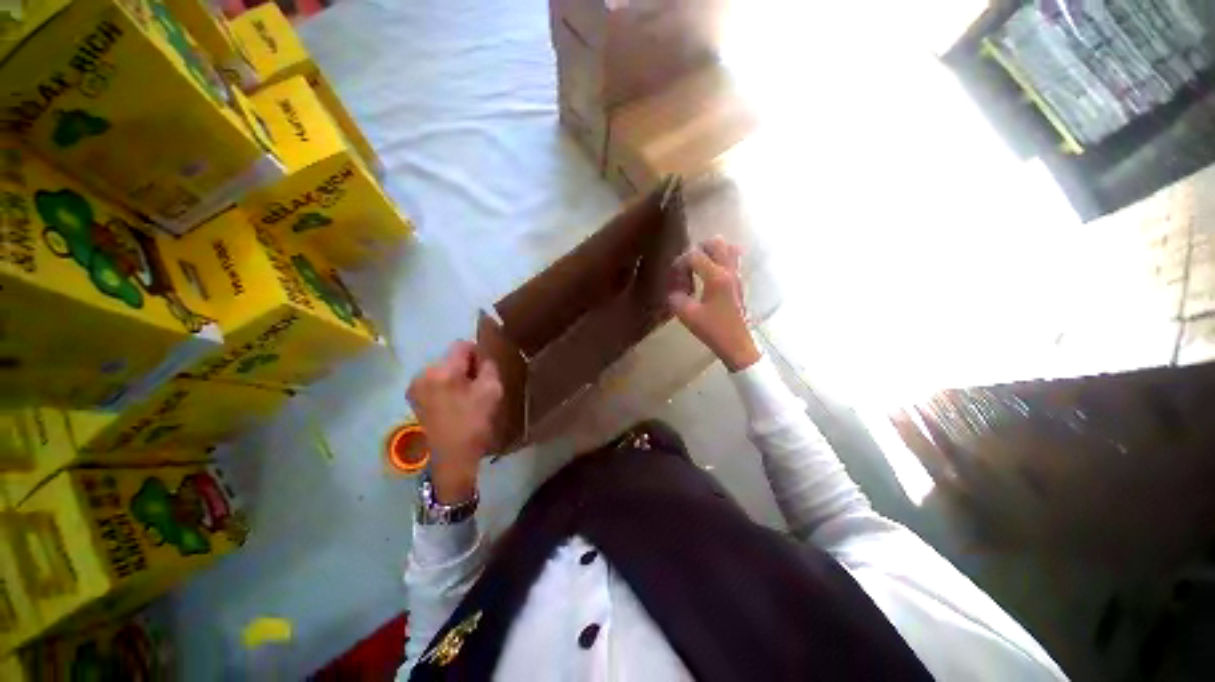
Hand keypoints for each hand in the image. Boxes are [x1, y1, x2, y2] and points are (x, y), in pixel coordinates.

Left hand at [407, 341, 501, 502]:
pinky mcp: (414, 399)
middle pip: (451, 357)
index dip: (478, 354)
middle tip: (478, 387)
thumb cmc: (474, 423)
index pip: (462, 345)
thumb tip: (483, 358)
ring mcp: (415, 387)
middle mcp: (422, 374)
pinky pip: (435, 381)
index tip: (485, 373)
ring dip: (456, 377)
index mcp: (441, 371)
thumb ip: (489, 367)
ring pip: (443, 369)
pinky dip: (447, 386)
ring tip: (466, 397)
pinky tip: (454, 403)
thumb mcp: (492, 391)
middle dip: (466, 367)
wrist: (453, 458)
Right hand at [668, 236, 760, 371]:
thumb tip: (674, 289)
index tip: (674, 277)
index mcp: (716, 277)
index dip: (680, 263)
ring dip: (710, 252)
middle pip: (715, 242)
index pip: (694, 255)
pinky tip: (709, 274)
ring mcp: (737, 275)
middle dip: (697, 249)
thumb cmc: (713, 330)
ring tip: (699, 267)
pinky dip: (720, 259)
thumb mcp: (687, 315)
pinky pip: (732, 259)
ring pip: (727, 247)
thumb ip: (676, 297)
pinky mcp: (739, 282)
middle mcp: (729, 270)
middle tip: (687, 265)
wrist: (736, 344)